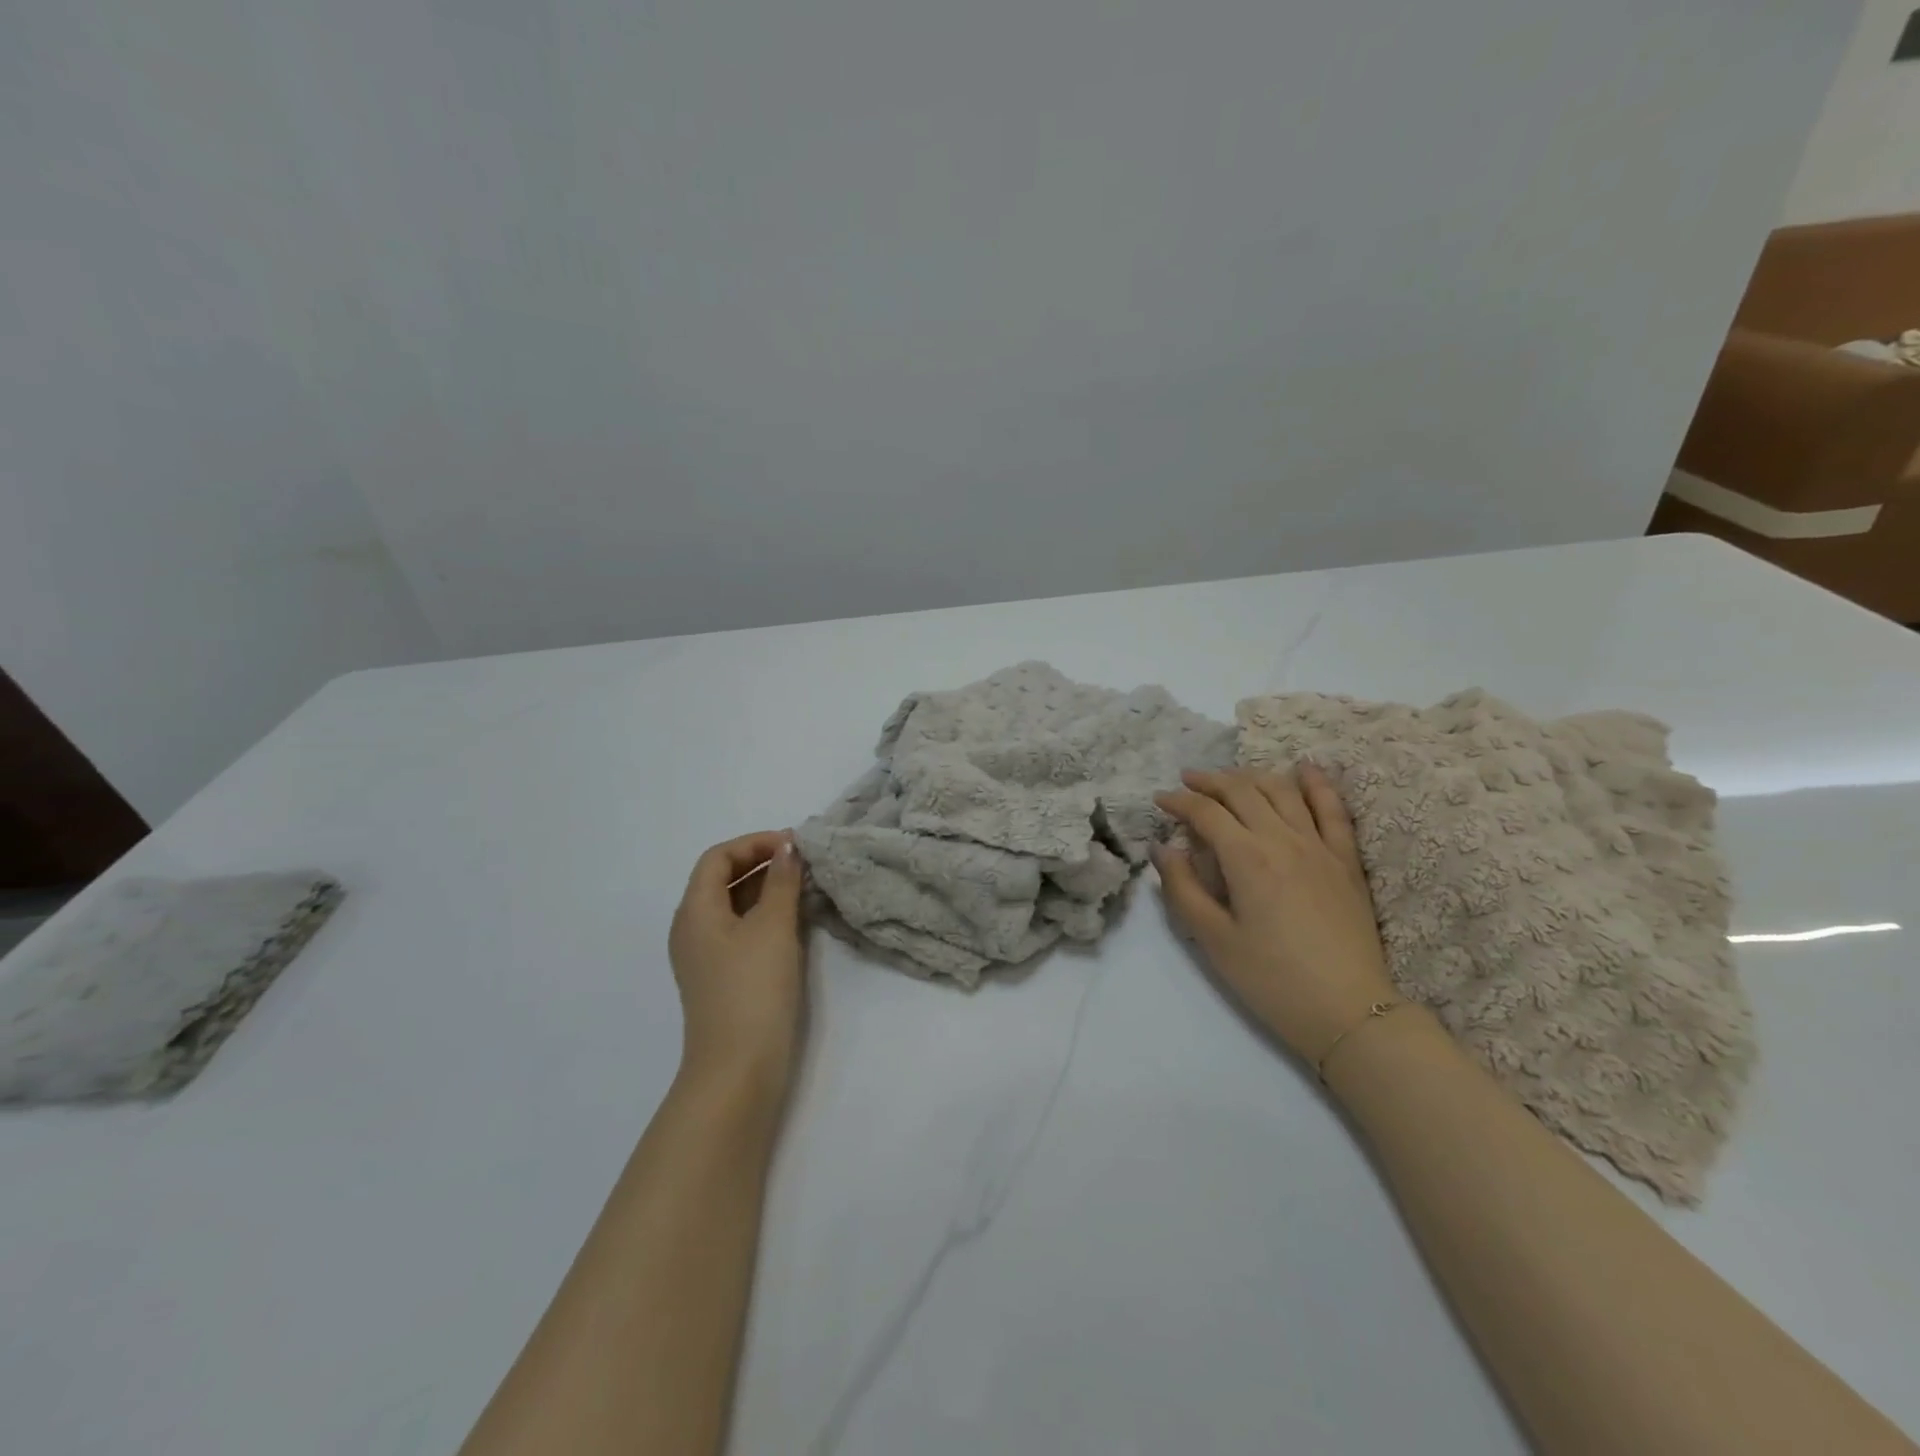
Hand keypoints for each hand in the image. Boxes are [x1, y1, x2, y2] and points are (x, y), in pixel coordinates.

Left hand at [668, 831, 806, 1094]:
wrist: (738, 1069)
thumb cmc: (753, 989)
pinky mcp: (721, 977)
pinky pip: (740, 930)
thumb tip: (787, 849)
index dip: (754, 843)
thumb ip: (782, 882)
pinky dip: (765, 915)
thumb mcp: (773, 927)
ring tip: (804, 887)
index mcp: (695, 910)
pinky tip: (794, 921)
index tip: (794, 845)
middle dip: (761, 863)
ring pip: (733, 905)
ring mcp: (705, 956)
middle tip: (803, 863)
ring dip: (766, 889)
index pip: (718, 857)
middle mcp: (692, 928)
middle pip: (722, 879)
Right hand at [1152, 766, 1397, 1065]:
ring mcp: (1320, 846)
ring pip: (1283, 791)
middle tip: (1187, 780)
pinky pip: (1333, 809)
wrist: (1349, 1011)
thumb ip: (1183, 888)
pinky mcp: (1345, 860)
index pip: (1206, 813)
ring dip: (1252, 776)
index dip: (1179, 801)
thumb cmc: (1271, 980)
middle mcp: (1283, 840)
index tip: (1159, 800)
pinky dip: (1317, 784)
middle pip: (1242, 791)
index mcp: (1247, 859)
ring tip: (1231, 776)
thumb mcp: (1213, 940)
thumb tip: (1163, 848)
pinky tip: (1305, 768)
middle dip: (1210, 780)